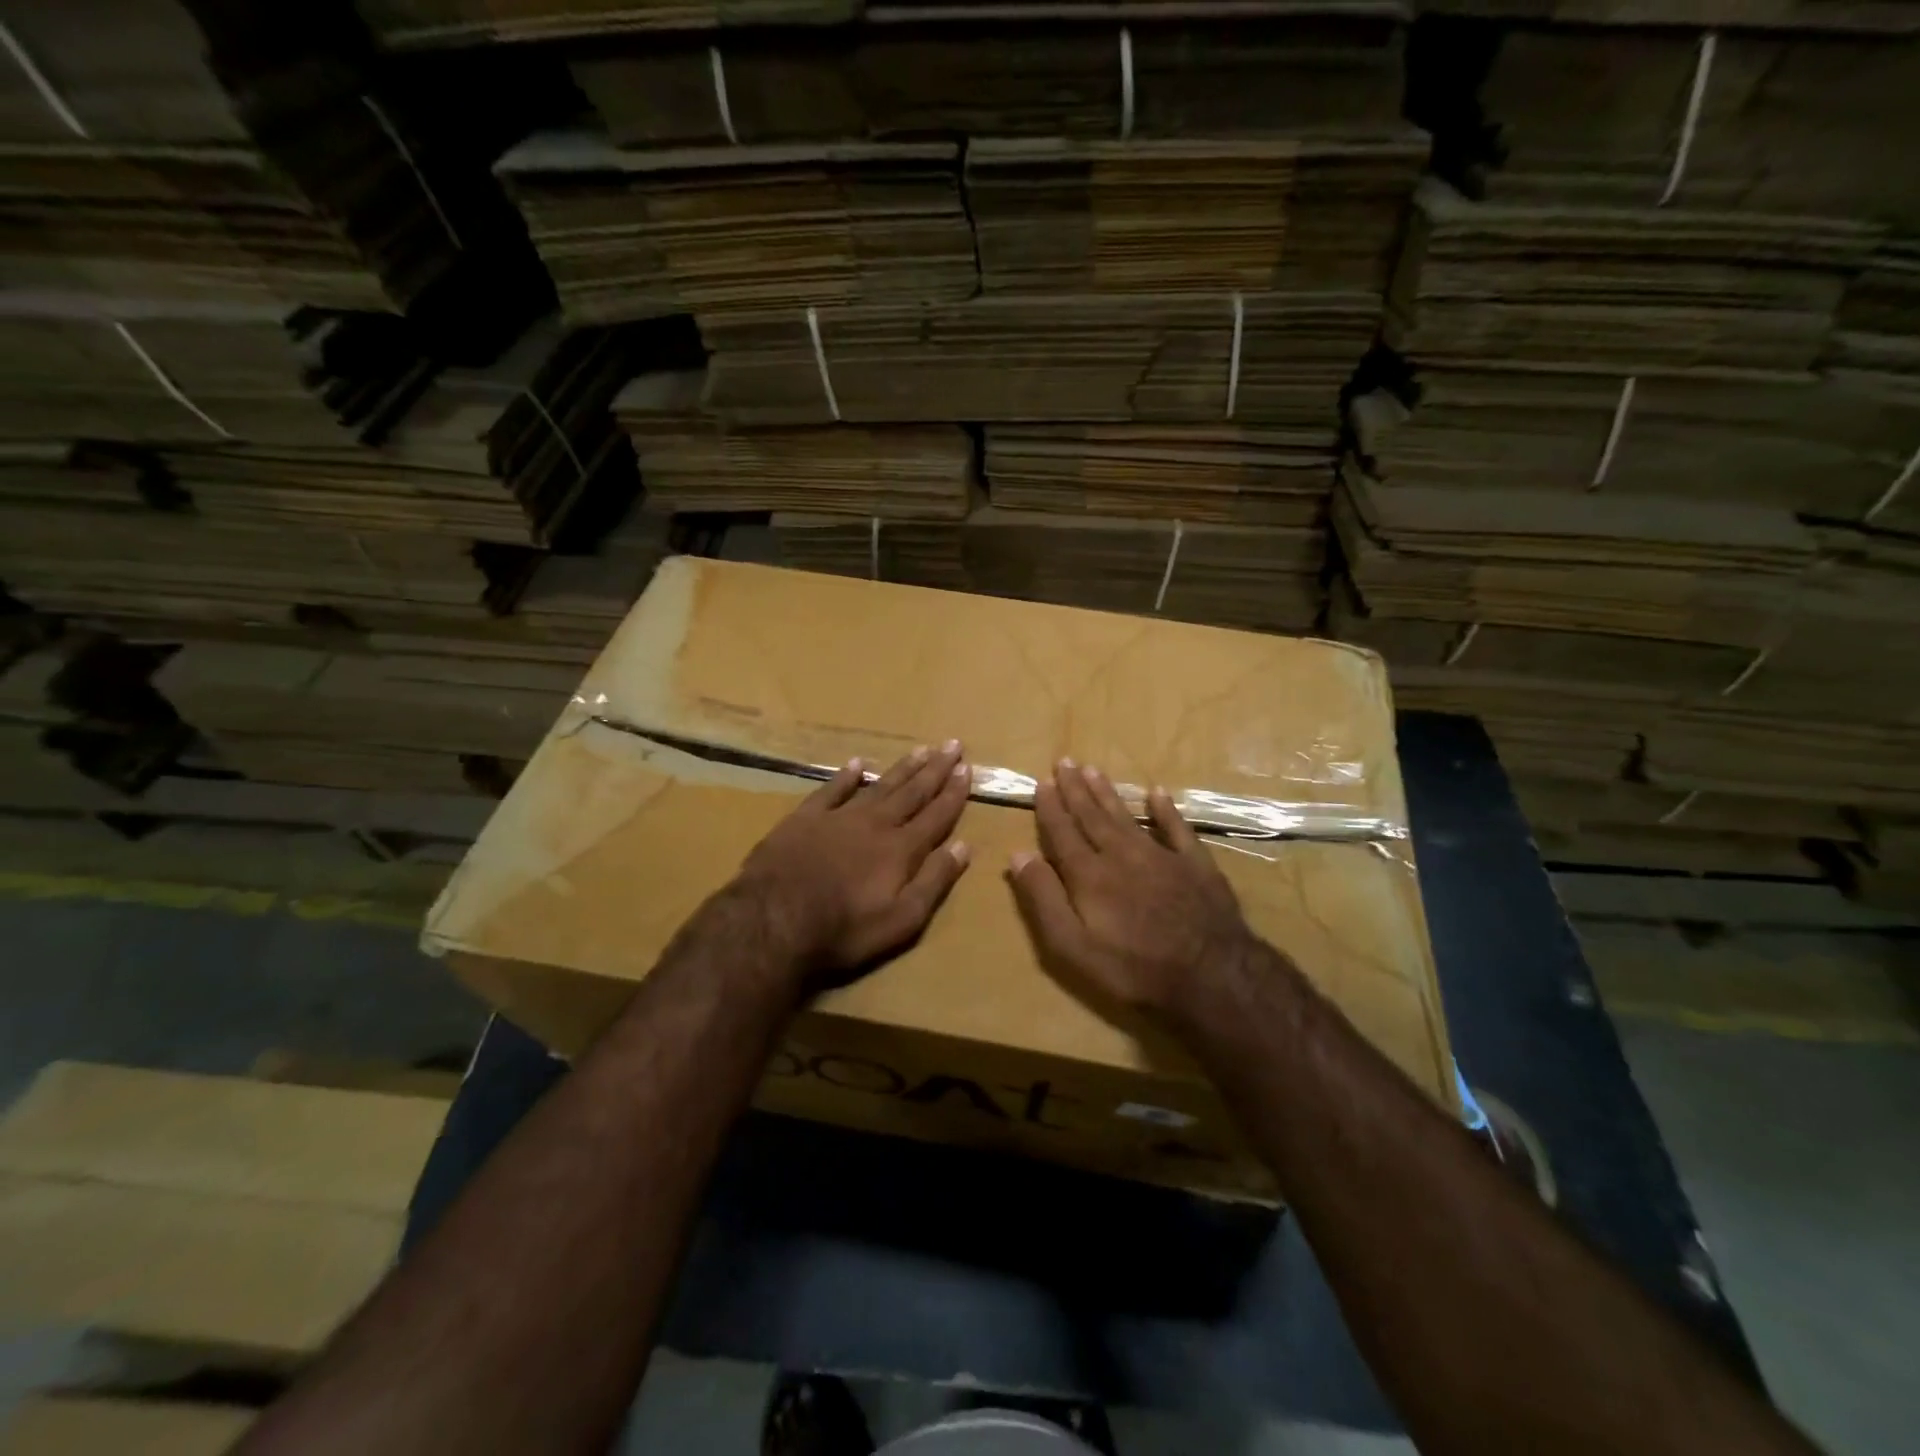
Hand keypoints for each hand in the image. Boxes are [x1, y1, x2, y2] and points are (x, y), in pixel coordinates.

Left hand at [735, 741, 972, 982]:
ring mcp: (839, 817)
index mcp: (902, 849)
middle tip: (952, 744)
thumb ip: (934, 881)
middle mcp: (876, 824)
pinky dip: (846, 775)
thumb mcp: (902, 919)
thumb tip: (963, 846)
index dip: (953, 793)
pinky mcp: (805, 818)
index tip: (967, 769)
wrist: (774, 919)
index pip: (936, 815)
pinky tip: (857, 763)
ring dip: (902, 768)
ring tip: (920, 749)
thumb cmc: (844, 929)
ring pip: (879, 785)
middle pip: (912, 792)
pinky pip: (831, 789)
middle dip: (935, 769)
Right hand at [1008, 760, 1259, 1020]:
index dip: (1050, 808)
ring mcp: (1161, 856)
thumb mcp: (1073, 945)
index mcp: (1089, 874)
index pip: (1063, 832)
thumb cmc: (1134, 967)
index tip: (1042, 782)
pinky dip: (1166, 810)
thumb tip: (1018, 855)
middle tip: (1065, 762)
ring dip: (1108, 793)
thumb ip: (1044, 899)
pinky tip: (1158, 793)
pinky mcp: (1195, 864)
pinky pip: (1177, 828)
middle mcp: (1121, 854)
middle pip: (1093, 816)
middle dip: (1076, 789)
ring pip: (1127, 816)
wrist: (1211, 975)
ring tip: (1093, 770)